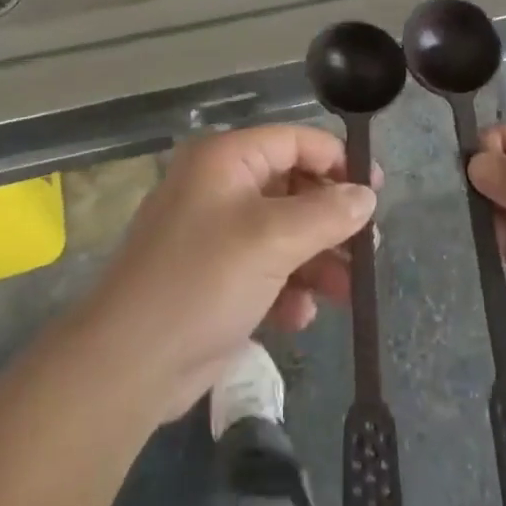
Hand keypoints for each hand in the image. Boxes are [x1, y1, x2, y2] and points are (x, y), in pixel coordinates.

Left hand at [79, 125, 376, 420]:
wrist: (129, 364)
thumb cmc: (203, 280)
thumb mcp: (272, 240)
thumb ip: (326, 213)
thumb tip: (366, 195)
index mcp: (226, 159)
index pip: (294, 141)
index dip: (337, 161)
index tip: (376, 191)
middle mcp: (219, 187)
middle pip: (292, 188)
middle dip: (331, 221)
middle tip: (367, 249)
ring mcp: (215, 234)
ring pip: (283, 234)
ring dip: (317, 260)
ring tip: (348, 291)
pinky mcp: (214, 278)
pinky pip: (265, 270)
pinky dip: (287, 288)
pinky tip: (300, 316)